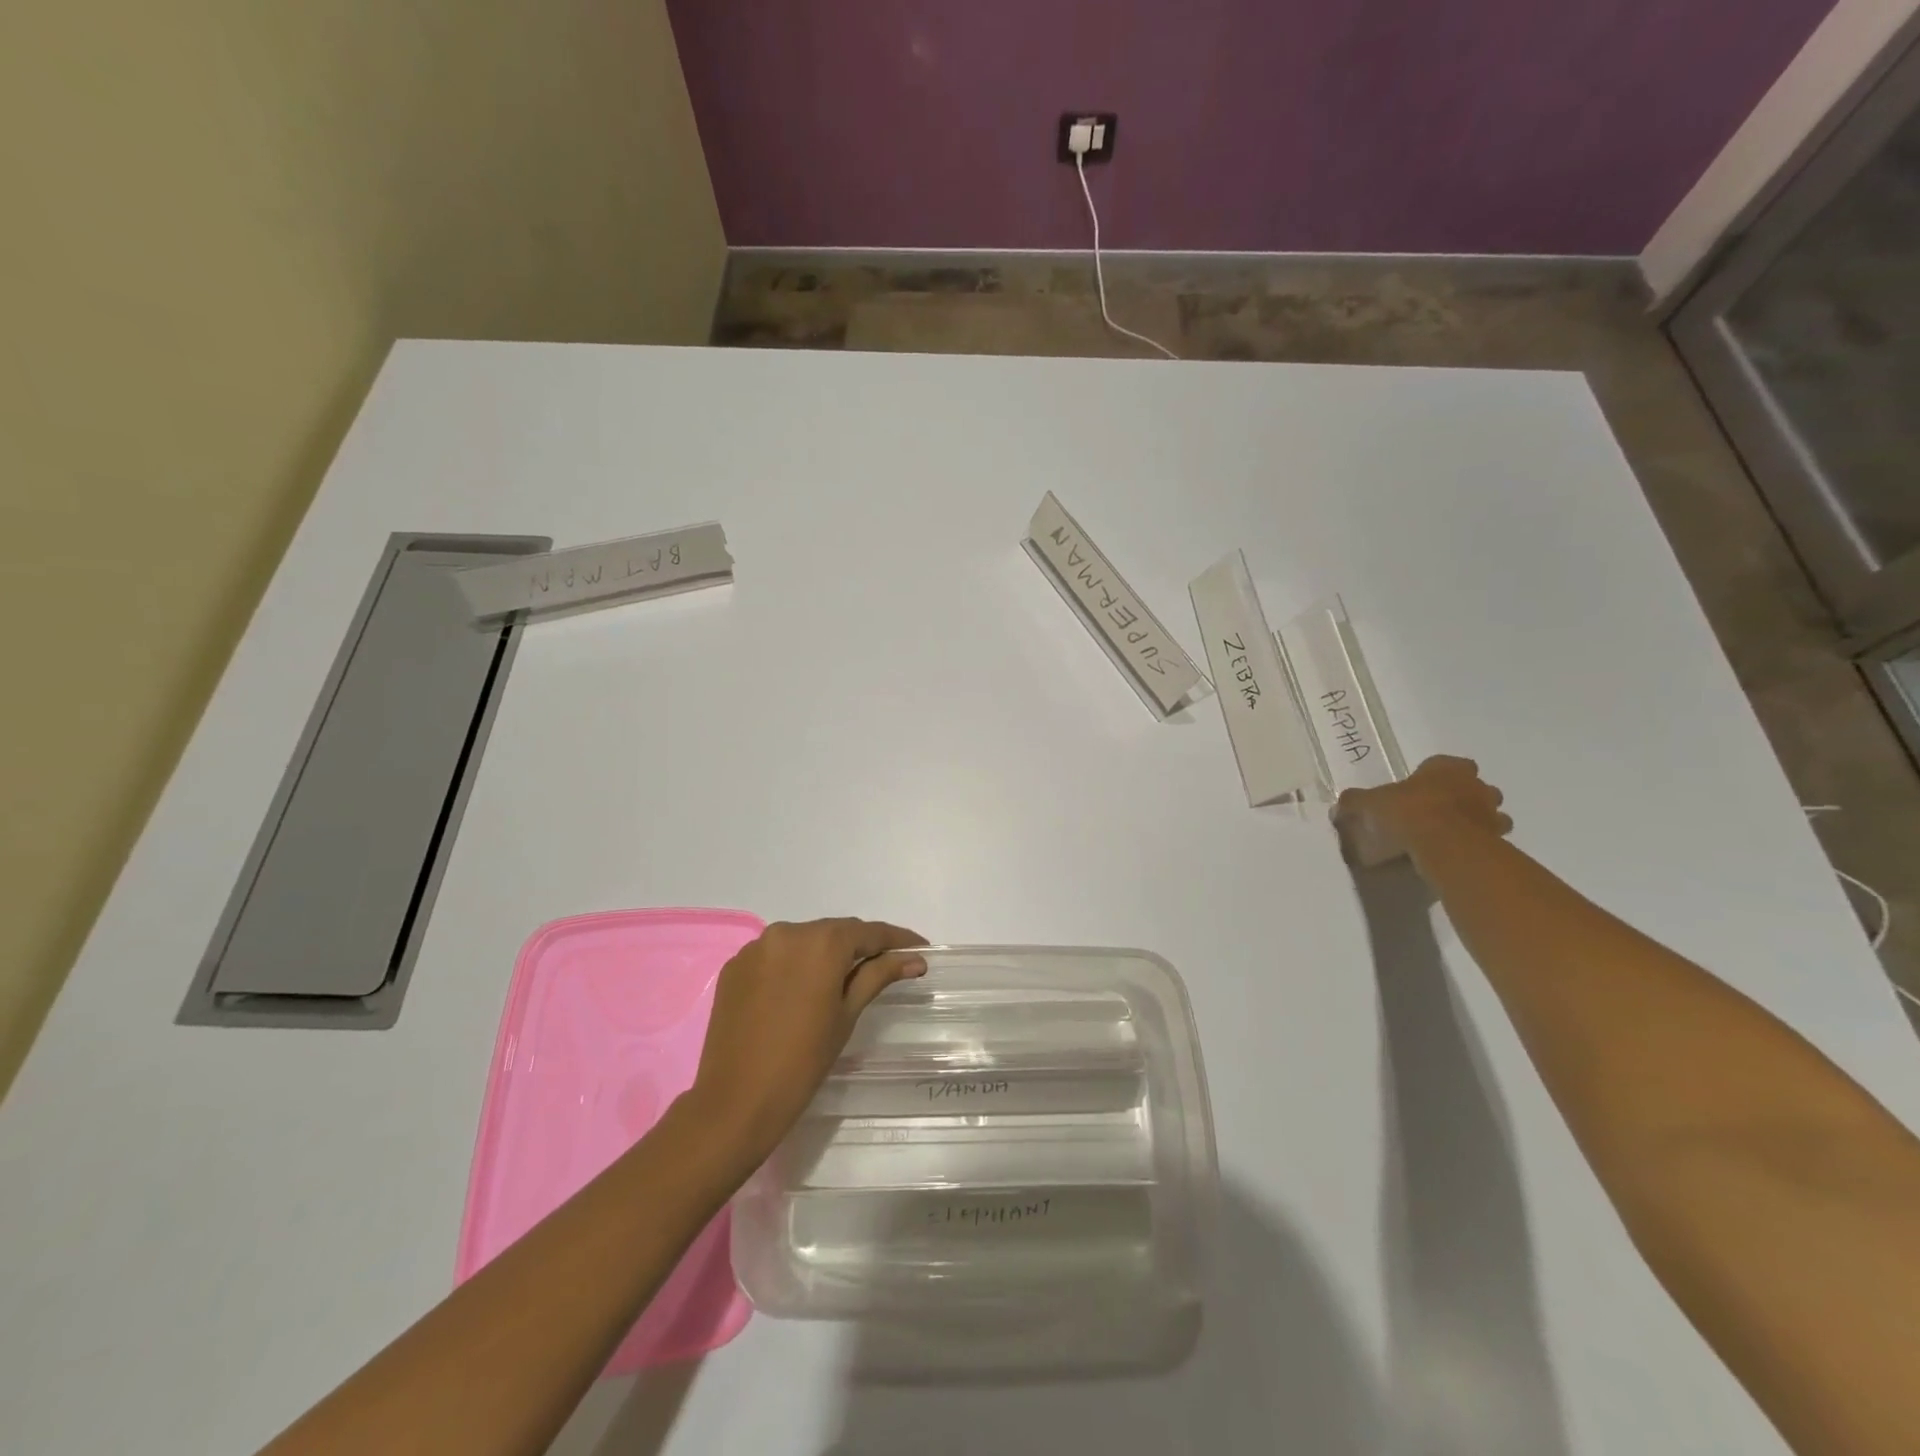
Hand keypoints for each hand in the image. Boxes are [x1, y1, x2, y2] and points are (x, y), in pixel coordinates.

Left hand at [688, 918, 927, 1165]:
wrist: (736, 1101)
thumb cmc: (803, 1060)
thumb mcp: (847, 1014)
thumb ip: (879, 976)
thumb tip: (914, 958)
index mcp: (822, 942)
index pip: (869, 932)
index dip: (897, 939)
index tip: (920, 948)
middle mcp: (787, 932)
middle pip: (834, 932)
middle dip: (860, 946)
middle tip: (886, 964)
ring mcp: (756, 947)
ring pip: (803, 941)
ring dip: (824, 954)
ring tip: (842, 977)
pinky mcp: (735, 966)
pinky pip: (775, 955)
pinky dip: (793, 965)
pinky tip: (801, 989)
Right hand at [1334, 755, 1511, 867]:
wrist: (1444, 845)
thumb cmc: (1407, 812)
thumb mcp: (1368, 804)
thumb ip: (1355, 803)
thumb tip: (1338, 807)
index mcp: (1447, 768)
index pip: (1446, 763)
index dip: (1433, 775)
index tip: (1420, 788)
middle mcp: (1475, 785)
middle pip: (1474, 786)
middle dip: (1462, 795)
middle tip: (1438, 811)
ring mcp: (1491, 814)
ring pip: (1490, 813)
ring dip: (1475, 820)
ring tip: (1450, 834)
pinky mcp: (1499, 841)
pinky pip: (1490, 839)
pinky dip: (1478, 844)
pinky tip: (1457, 853)